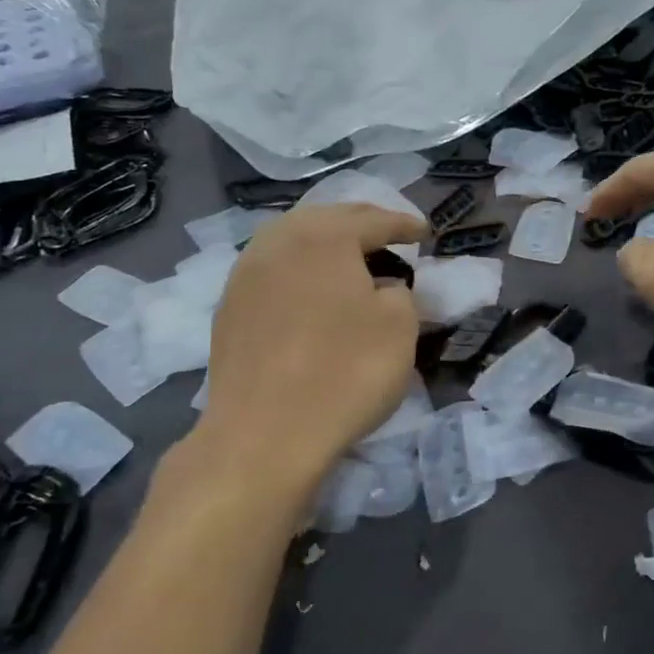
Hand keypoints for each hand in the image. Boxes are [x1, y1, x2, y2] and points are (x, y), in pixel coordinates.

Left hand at [197, 203, 425, 488]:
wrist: (263, 435)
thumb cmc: (344, 372)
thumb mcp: (399, 327)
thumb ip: (400, 292)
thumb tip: (382, 288)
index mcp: (324, 236)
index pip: (374, 220)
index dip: (404, 225)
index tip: (425, 232)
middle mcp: (278, 242)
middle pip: (326, 218)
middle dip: (361, 223)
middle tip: (387, 233)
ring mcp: (246, 274)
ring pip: (292, 241)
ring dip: (324, 243)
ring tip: (348, 257)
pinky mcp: (229, 309)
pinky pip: (272, 270)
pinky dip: (299, 270)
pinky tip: (310, 290)